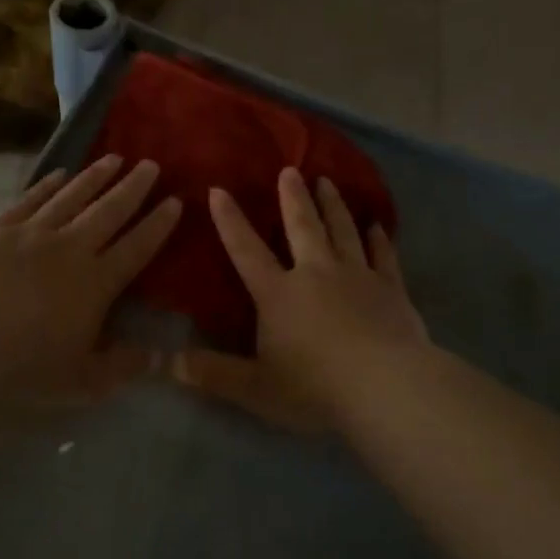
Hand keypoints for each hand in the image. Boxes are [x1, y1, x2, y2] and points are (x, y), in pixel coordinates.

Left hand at [0, 155, 180, 400]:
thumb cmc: (20, 365)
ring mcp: (32, 233)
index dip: (158, 224)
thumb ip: (122, 366)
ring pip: (73, 196)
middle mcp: (70, 248)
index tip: (176, 201)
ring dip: (95, 177)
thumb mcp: (80, 381)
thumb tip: (160, 356)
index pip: (137, 247)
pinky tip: (60, 174)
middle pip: (109, 211)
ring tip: (114, 158)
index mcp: (96, 283)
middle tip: (151, 164)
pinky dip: (48, 185)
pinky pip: (31, 199)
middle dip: (134, 187)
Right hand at [171, 167, 429, 433]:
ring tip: (328, 182)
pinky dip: (378, 239)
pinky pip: (383, 256)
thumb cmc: (314, 388)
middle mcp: (316, 273)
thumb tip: (168, 363)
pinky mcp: (391, 289)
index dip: (231, 221)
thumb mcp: (255, 388)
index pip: (247, 251)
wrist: (385, 387)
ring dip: (334, 206)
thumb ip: (214, 374)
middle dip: (294, 198)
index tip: (219, 190)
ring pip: (343, 231)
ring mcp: (357, 277)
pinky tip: (377, 226)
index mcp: (279, 294)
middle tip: (291, 170)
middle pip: (303, 227)